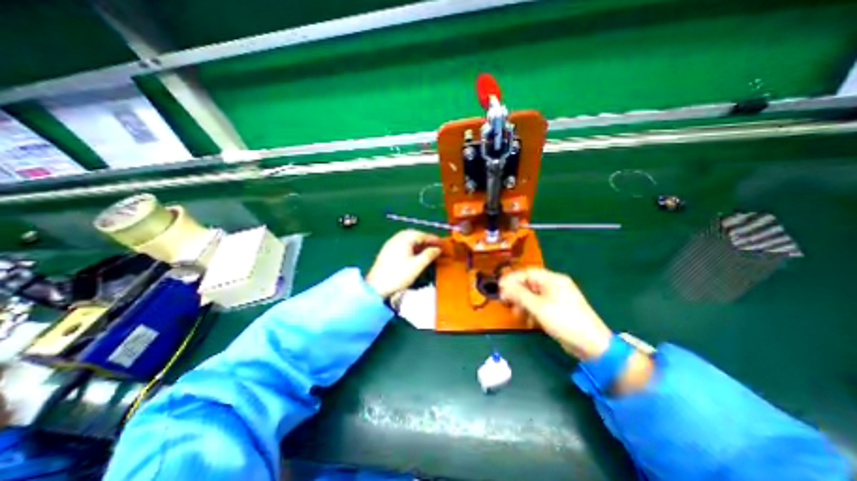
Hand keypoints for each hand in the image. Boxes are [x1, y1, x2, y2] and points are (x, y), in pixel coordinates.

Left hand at [364, 230, 441, 300]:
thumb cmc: (398, 275)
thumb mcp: (417, 266)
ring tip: (427, 250)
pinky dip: (411, 246)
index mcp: (404, 239)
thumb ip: (429, 255)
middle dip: (426, 239)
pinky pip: (402, 243)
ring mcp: (390, 243)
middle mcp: (396, 238)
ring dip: (418, 243)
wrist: (376, 286)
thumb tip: (438, 249)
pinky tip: (414, 253)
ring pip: (408, 239)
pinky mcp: (387, 250)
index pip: (422, 235)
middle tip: (435, 246)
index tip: (442, 244)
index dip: (433, 239)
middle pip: (414, 234)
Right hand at [500, 269, 612, 358]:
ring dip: (523, 304)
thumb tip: (504, 285)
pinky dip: (532, 311)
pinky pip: (540, 306)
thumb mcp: (538, 307)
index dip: (512, 279)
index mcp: (552, 279)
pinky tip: (529, 322)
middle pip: (529, 284)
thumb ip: (519, 294)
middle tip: (505, 302)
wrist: (592, 345)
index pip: (527, 272)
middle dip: (516, 293)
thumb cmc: (564, 320)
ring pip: (533, 296)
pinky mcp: (558, 310)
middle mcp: (555, 286)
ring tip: (517, 314)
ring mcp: (557, 298)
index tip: (499, 288)